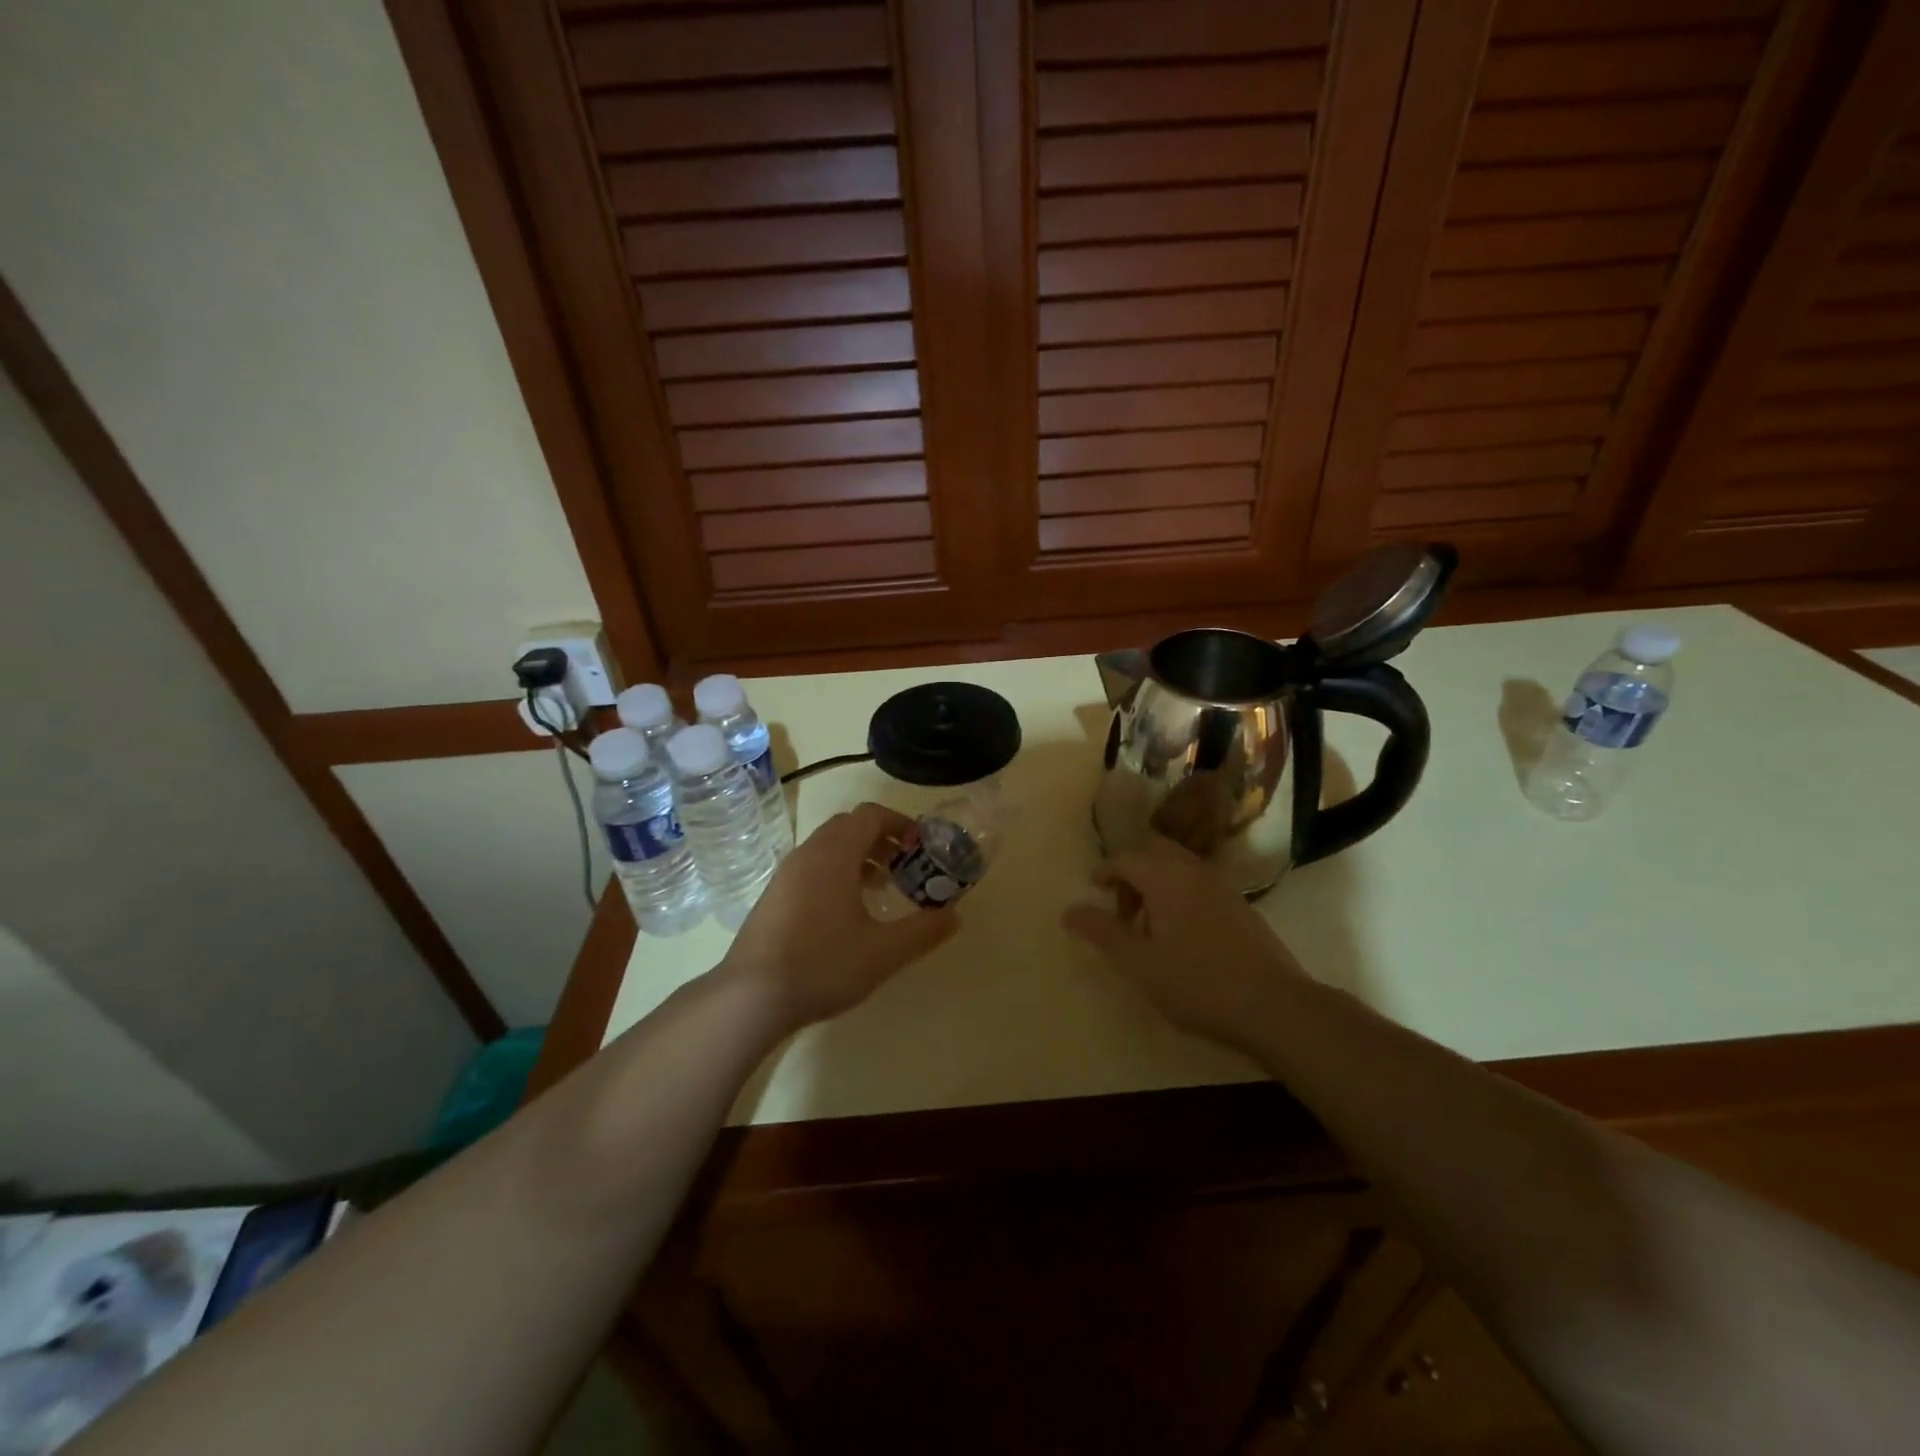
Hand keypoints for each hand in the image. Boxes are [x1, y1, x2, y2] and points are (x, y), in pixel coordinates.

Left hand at [720, 802, 957, 1031]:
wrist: (751, 997)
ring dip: (859, 856)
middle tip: (905, 865)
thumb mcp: (884, 952)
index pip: (871, 815)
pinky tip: (846, 913)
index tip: (920, 846)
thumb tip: (954, 916)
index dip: (900, 823)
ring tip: (880, 888)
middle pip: (849, 826)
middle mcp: (808, 853)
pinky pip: (812, 866)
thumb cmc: (823, 964)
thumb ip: (924, 931)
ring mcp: (786, 874)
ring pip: (828, 846)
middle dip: (881, 838)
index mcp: (835, 854)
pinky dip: (837, 872)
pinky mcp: (774, 896)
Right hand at [1062, 837, 1308, 1054]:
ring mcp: (1223, 886)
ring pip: (1179, 868)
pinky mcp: (1241, 907)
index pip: (1126, 858)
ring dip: (1157, 885)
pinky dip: (1180, 895)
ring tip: (1148, 928)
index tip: (1093, 890)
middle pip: (1155, 853)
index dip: (1105, 871)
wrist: (1274, 1006)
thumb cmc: (1197, 982)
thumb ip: (1102, 932)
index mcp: (1166, 877)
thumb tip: (1069, 911)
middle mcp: (1195, 871)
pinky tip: (1181, 937)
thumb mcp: (1139, 963)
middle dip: (1132, 874)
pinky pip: (1199, 885)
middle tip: (1121, 909)